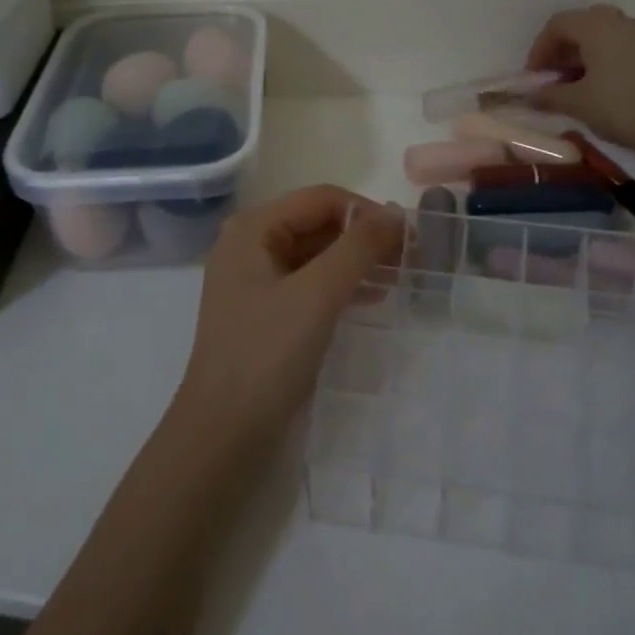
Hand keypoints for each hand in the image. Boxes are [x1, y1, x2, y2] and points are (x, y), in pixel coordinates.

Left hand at [176, 186, 402, 444]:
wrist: (223, 435)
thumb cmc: (267, 355)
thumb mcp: (317, 295)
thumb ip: (358, 248)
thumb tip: (395, 214)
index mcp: (252, 229)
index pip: (321, 199)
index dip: (367, 212)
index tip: (410, 236)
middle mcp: (250, 245)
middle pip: (318, 223)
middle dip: (364, 237)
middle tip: (411, 258)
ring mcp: (256, 280)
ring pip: (317, 254)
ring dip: (357, 261)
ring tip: (400, 277)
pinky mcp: (267, 311)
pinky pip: (310, 283)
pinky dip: (342, 284)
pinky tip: (373, 297)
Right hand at [526, 5, 634, 162]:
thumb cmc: (625, 107)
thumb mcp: (580, 104)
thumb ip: (549, 96)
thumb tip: (529, 96)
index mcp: (596, 26)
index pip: (557, 24)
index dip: (539, 49)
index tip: (534, 78)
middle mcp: (620, 23)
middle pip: (581, 25)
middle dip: (562, 50)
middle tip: (554, 78)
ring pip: (603, 36)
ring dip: (584, 56)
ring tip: (577, 87)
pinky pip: (622, 48)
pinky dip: (604, 62)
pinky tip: (603, 91)